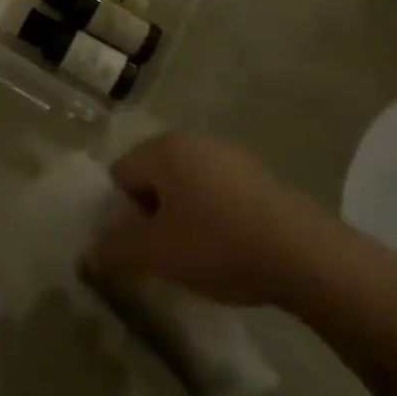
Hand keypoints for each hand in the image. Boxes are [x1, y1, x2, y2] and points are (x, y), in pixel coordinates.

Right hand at [88, 132, 319, 306]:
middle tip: (166, 252)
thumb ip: (116, 251)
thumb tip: (90, 254)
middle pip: (154, 176)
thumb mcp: (158, 254)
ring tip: (200, 255)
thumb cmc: (219, 245)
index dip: (122, 213)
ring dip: (184, 215)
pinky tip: (232, 248)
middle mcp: (194, 139)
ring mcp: (231, 153)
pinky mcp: (260, 174)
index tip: (140, 247)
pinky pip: (219, 190)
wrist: (306, 255)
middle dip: (153, 214)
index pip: (120, 174)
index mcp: (164, 148)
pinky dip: (215, 215)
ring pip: (188, 184)